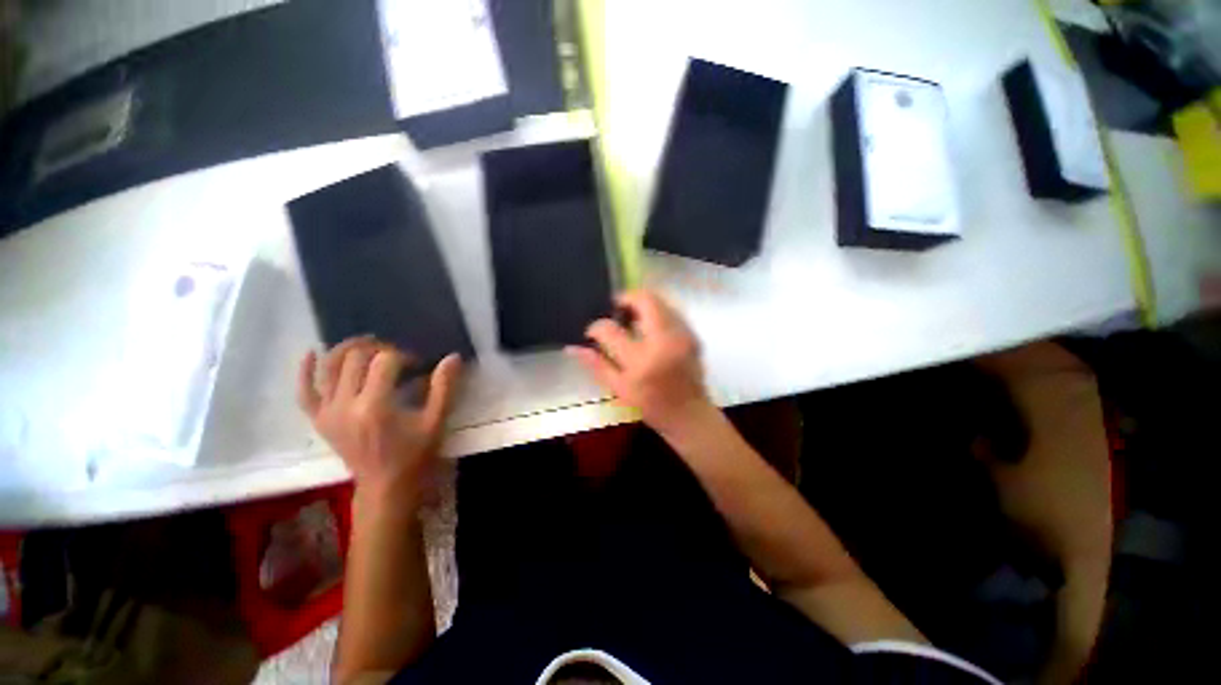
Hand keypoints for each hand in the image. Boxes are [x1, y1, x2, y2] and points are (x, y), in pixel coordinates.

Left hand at [297, 336, 462, 508]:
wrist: (385, 487)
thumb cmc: (414, 454)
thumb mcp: (436, 421)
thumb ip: (445, 387)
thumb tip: (453, 357)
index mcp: (375, 406)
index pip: (385, 361)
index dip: (404, 355)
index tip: (418, 364)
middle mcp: (345, 405)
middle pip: (355, 358)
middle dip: (378, 348)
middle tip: (396, 355)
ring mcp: (327, 413)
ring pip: (328, 368)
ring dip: (346, 349)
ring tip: (366, 344)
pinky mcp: (319, 420)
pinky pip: (305, 391)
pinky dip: (306, 371)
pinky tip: (312, 352)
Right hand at [568, 290, 711, 432]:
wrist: (688, 413)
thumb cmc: (651, 405)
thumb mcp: (619, 388)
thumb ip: (596, 364)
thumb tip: (573, 347)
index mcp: (641, 360)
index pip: (610, 330)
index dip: (596, 327)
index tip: (593, 331)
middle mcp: (664, 340)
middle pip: (644, 300)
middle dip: (625, 299)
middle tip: (615, 311)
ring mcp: (682, 334)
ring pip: (660, 301)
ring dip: (641, 304)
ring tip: (630, 319)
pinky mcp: (692, 334)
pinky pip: (670, 311)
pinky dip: (655, 313)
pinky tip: (648, 328)